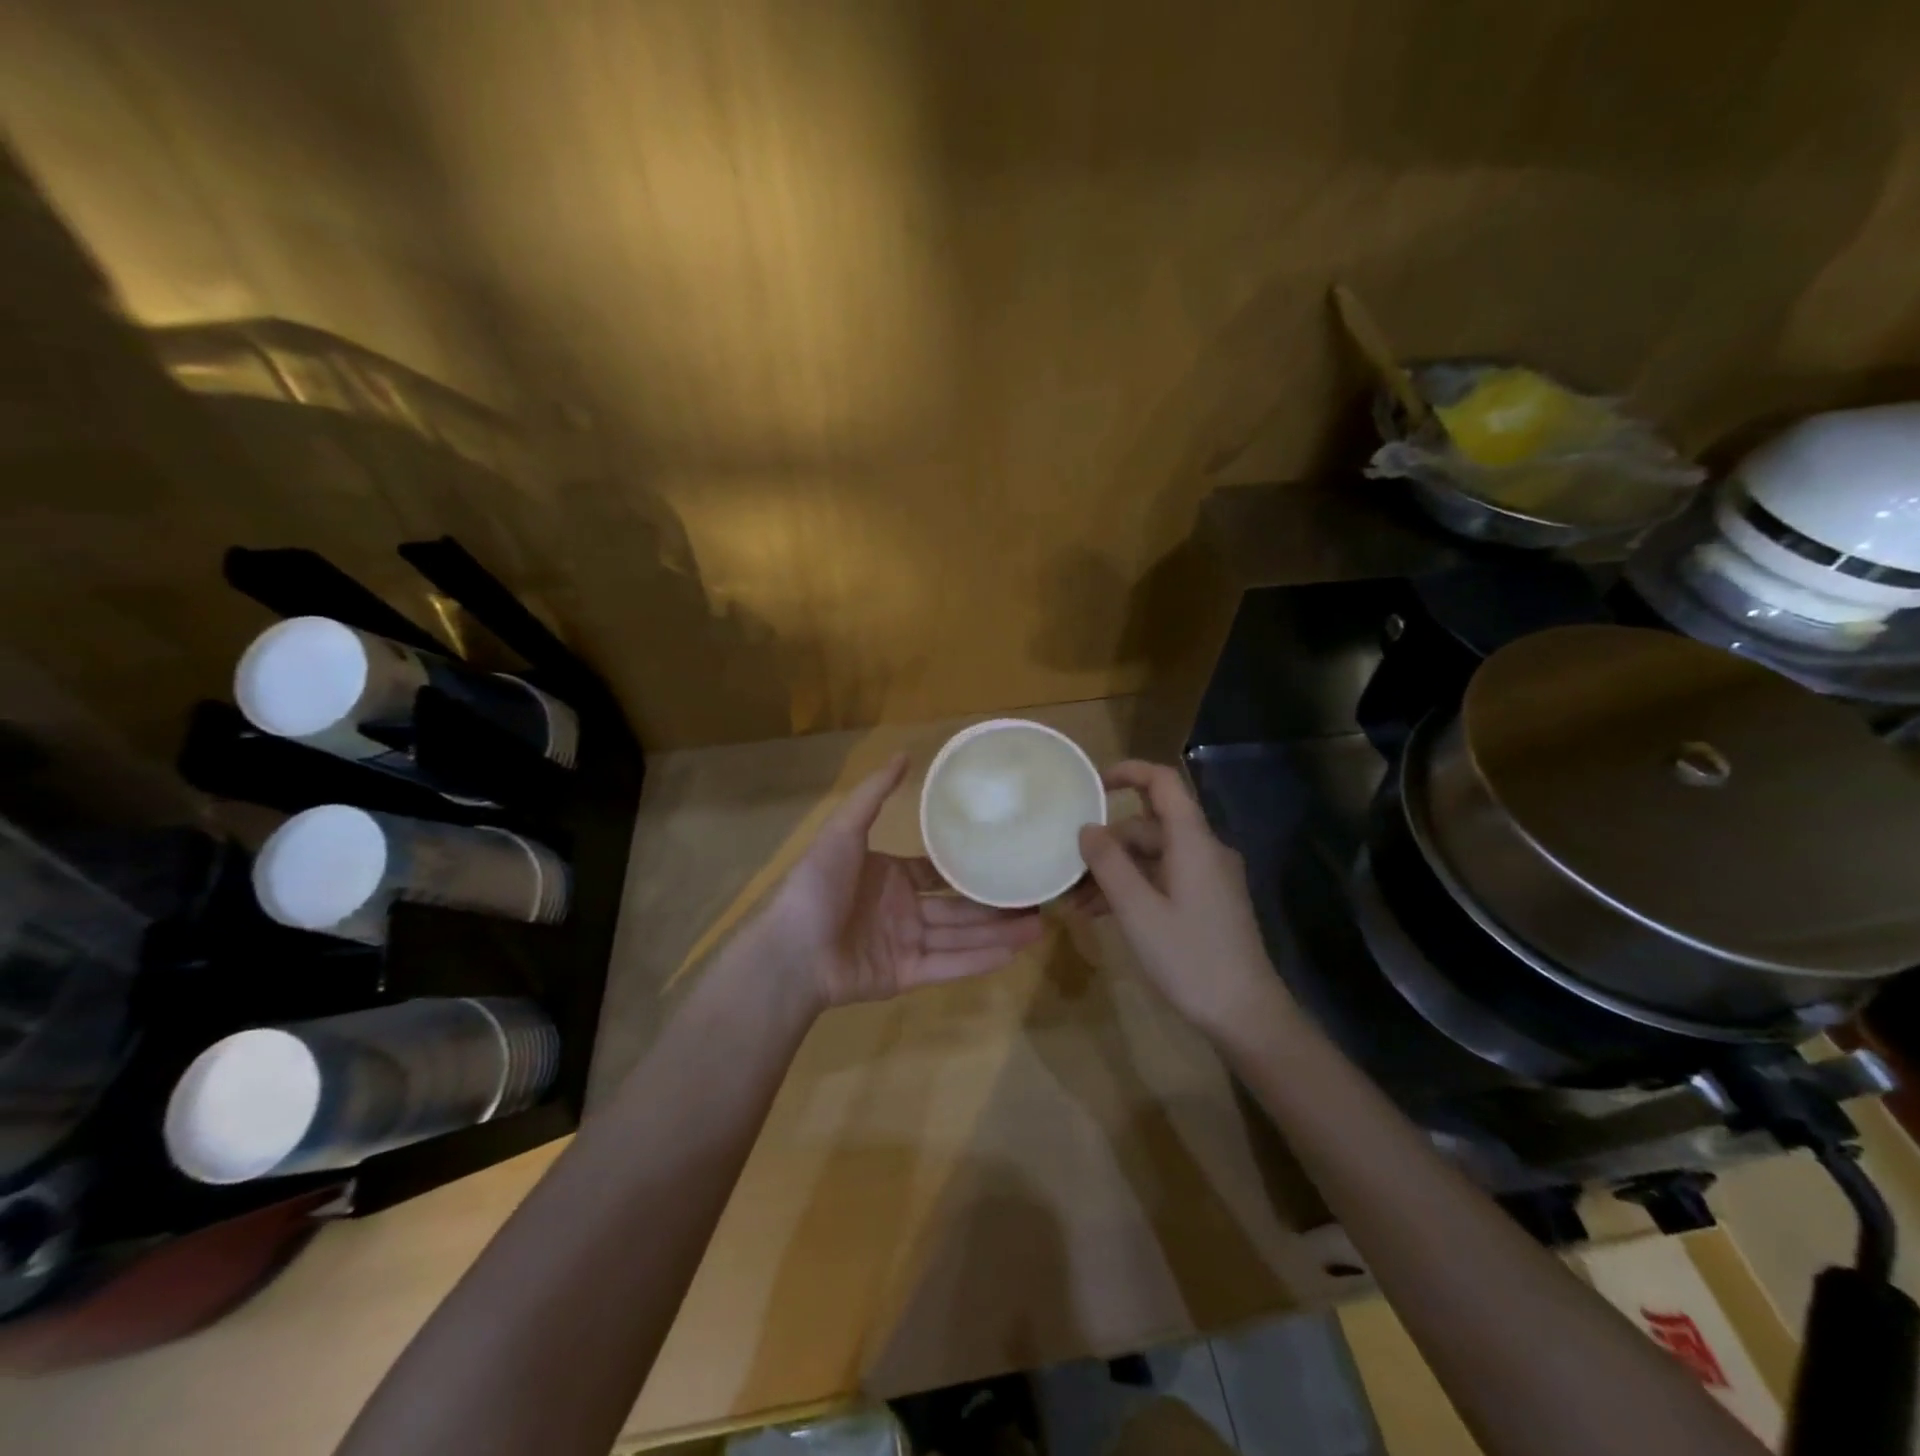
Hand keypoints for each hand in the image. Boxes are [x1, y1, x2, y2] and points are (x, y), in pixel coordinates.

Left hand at [761, 753, 1045, 1007]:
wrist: (790, 951)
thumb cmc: (816, 886)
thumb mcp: (844, 830)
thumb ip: (874, 794)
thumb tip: (905, 753)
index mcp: (889, 876)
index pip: (937, 871)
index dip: (969, 867)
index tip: (1007, 859)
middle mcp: (902, 909)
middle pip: (958, 906)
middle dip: (995, 903)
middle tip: (1038, 897)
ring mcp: (905, 944)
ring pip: (961, 936)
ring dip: (999, 932)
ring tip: (1040, 924)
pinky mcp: (906, 977)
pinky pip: (949, 966)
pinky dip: (980, 960)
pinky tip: (1015, 952)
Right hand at [1072, 760, 1286, 1037]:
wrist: (1245, 1014)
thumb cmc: (1189, 957)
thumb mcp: (1137, 910)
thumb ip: (1109, 864)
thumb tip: (1087, 828)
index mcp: (1193, 841)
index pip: (1163, 783)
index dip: (1128, 773)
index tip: (1090, 786)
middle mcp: (1204, 850)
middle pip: (1149, 826)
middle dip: (1107, 844)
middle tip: (1069, 872)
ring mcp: (1208, 877)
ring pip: (1152, 857)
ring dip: (1115, 872)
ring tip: (1077, 903)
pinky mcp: (1207, 902)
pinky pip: (1163, 879)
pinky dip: (1134, 889)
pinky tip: (1102, 915)